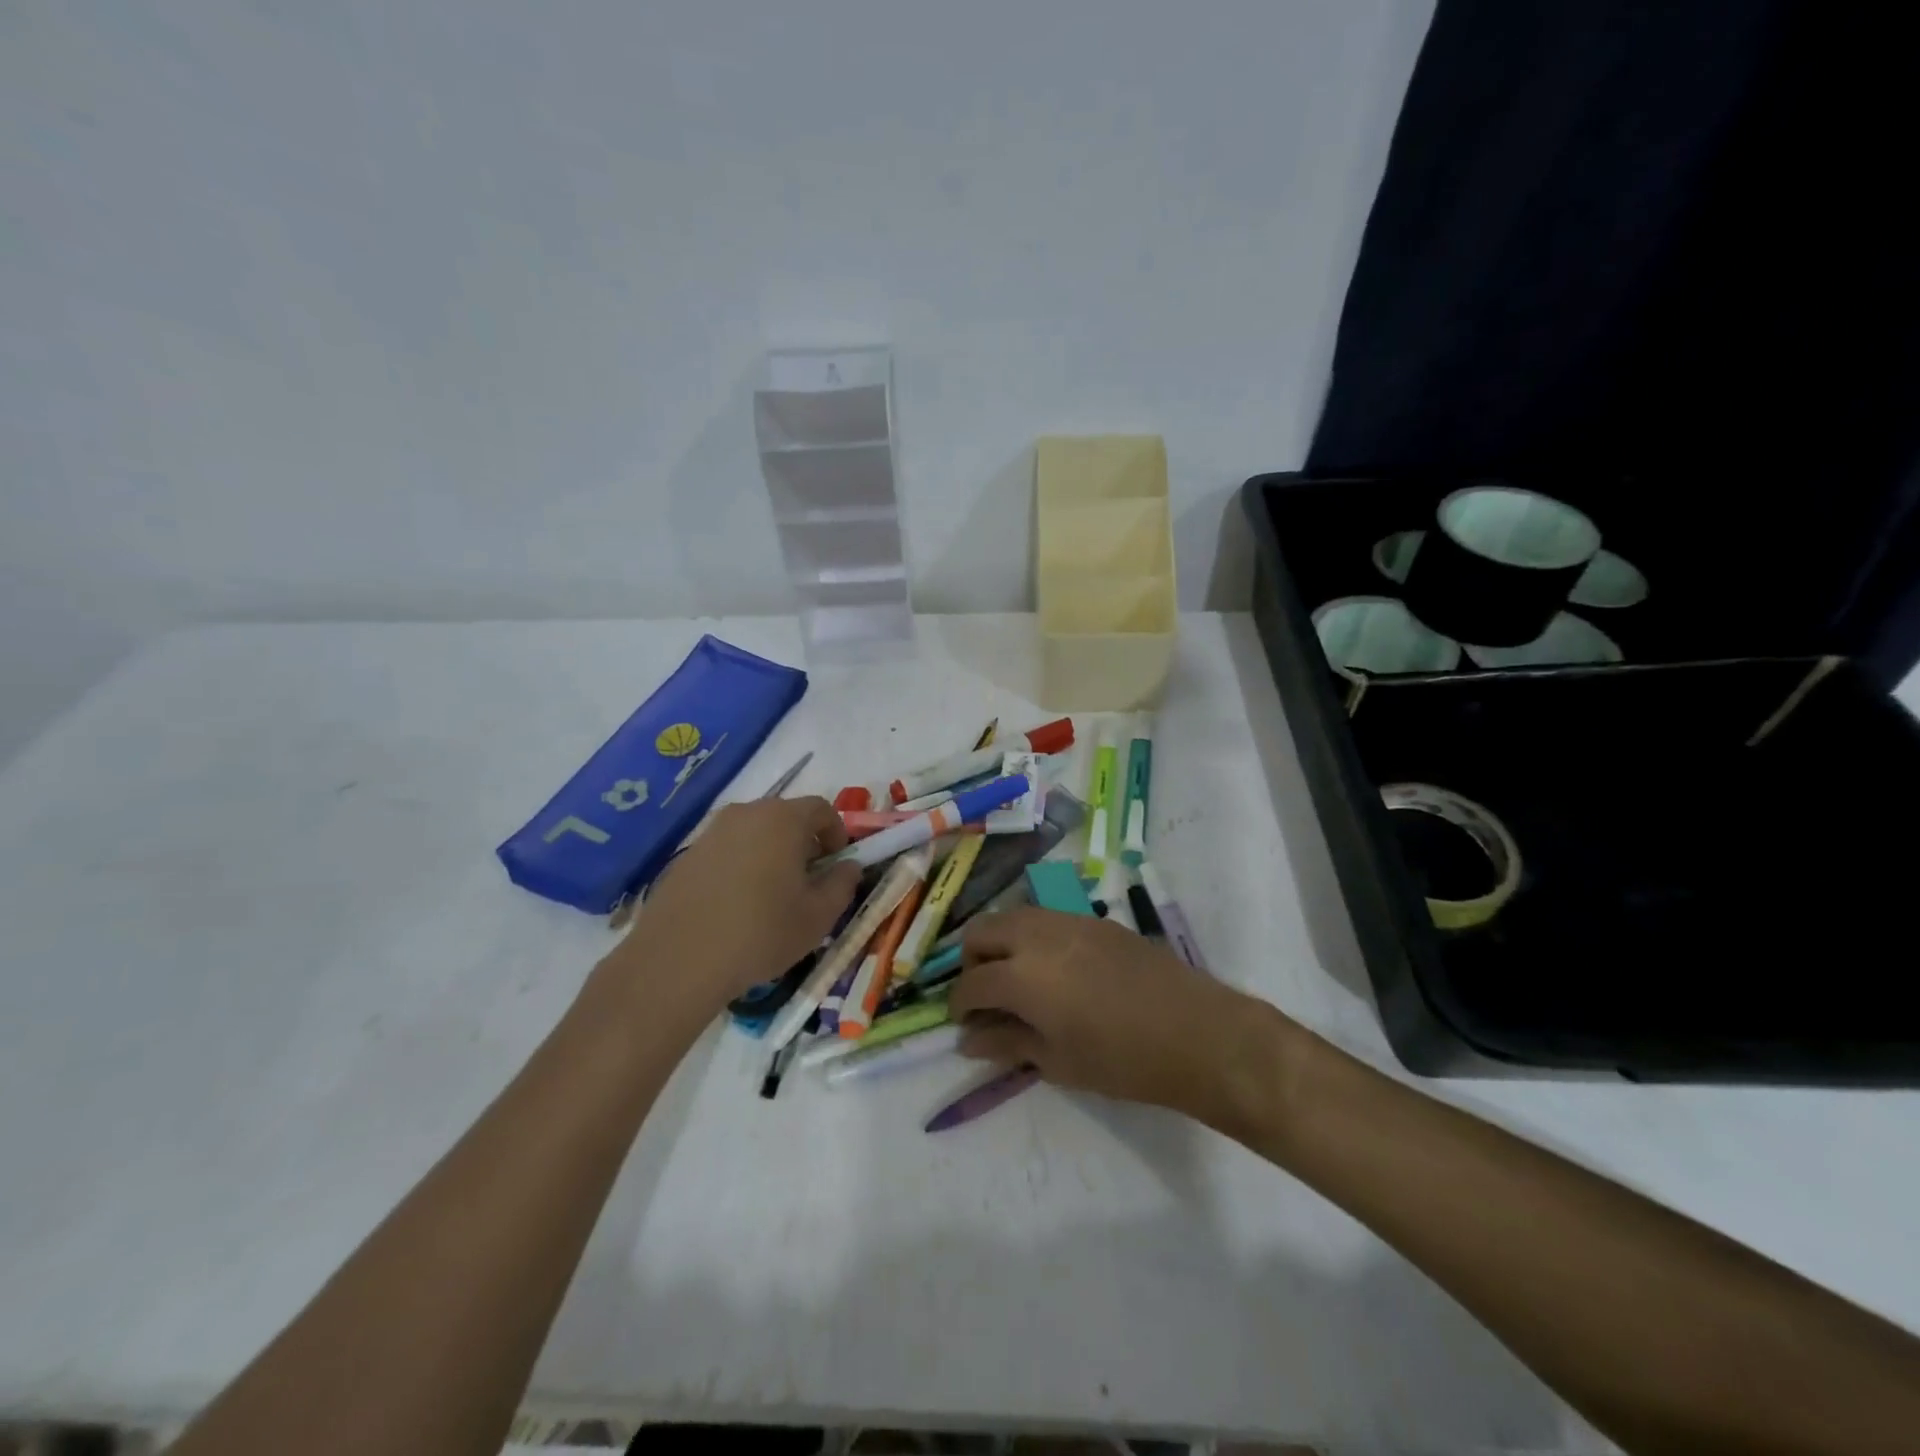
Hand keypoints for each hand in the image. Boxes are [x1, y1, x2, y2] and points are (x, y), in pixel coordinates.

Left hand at [608, 796, 861, 1017]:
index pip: (822, 808)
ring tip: (770, 896)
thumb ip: (843, 884)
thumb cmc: (761, 933)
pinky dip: (740, 866)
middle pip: (786, 817)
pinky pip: (726, 850)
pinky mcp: (686, 855)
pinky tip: (735, 906)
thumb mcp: (819, 916)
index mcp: (783, 819)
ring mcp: (711, 832)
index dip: (837, 834)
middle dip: (804, 843)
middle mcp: (746, 813)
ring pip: (754, 833)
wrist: (677, 961)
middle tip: (807, 882)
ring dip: (770, 854)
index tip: (836, 866)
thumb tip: (848, 866)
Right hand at [949, 907, 1297, 1129]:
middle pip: (981, 932)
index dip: (959, 1005)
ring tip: (1018, 982)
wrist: (1197, 1032)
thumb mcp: (1058, 1061)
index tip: (964, 1024)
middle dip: (972, 963)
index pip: (971, 984)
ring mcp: (1067, 921)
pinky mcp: (1094, 919)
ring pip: (1012, 917)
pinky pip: (1046, 918)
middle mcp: (1037, 935)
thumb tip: (968, 1040)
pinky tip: (1055, 971)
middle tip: (987, 997)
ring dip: (1002, 944)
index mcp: (1021, 975)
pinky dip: (1033, 938)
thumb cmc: (1123, 1060)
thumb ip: (1007, 1044)